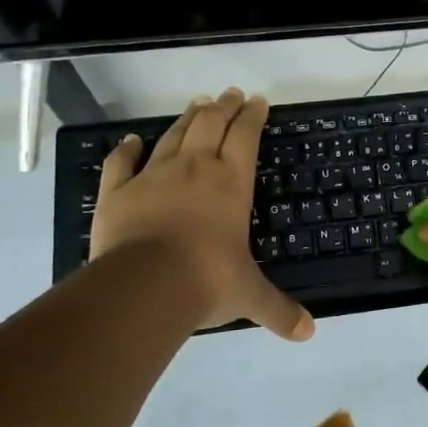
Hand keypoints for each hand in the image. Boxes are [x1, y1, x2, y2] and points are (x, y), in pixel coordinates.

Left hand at [90, 88, 313, 339]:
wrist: (143, 287)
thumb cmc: (206, 281)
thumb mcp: (250, 296)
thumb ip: (279, 310)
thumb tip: (309, 333)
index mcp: (231, 183)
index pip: (246, 137)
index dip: (253, 116)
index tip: (259, 101)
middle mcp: (195, 169)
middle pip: (211, 124)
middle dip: (224, 106)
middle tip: (231, 94)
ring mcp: (153, 176)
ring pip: (174, 136)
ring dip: (188, 118)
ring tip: (198, 104)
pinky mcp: (118, 192)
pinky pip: (121, 162)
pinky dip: (126, 149)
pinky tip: (132, 140)